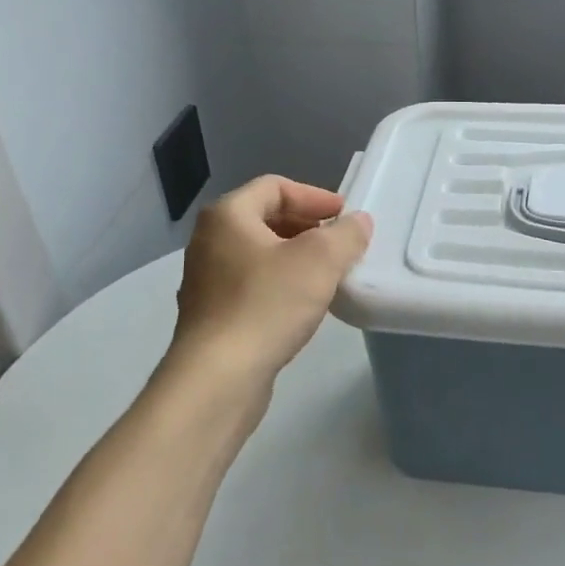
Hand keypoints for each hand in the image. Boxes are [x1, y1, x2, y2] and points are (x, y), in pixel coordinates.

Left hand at [166, 176, 371, 393]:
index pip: (275, 187)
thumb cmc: (267, 305)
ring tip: (329, 274)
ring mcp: (206, 281)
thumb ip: (346, 234)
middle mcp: (209, 241)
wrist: (218, 378)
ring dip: (296, 257)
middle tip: (340, 243)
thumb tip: (358, 222)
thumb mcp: (321, 260)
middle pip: (266, 218)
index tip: (345, 216)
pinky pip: (252, 285)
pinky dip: (281, 284)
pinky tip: (304, 305)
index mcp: (228, 216)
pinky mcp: (212, 316)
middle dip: (308, 227)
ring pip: (260, 254)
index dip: (314, 196)